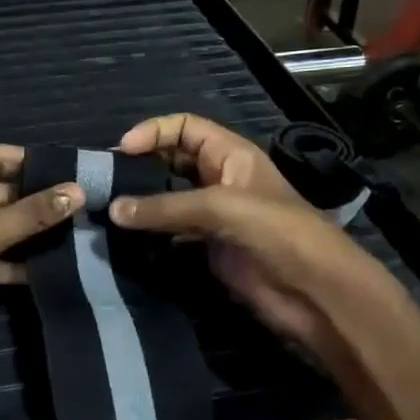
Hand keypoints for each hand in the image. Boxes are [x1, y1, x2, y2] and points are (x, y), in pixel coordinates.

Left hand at [0, 145, 81, 369]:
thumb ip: (26, 217)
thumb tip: (77, 192)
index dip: (28, 160)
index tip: (70, 170)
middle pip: (0, 193)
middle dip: (37, 200)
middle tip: (84, 207)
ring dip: (31, 233)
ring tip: (76, 235)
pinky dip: (17, 263)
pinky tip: (51, 269)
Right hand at [110, 113, 375, 354]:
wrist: (315, 292)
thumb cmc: (277, 233)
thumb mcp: (221, 207)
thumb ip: (165, 207)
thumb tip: (112, 210)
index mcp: (231, 155)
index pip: (185, 127)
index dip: (154, 131)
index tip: (121, 150)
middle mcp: (220, 179)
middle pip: (172, 160)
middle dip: (141, 165)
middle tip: (105, 181)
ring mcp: (214, 215)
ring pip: (168, 197)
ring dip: (142, 201)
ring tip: (107, 208)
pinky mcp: (208, 246)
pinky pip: (171, 231)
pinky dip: (150, 232)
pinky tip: (126, 237)